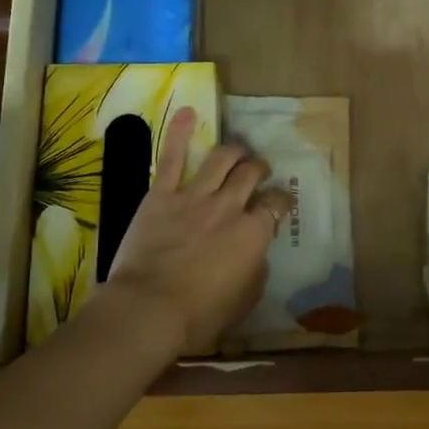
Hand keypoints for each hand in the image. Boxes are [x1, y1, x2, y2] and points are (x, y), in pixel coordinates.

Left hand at [103, 108, 293, 355]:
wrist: (147, 309)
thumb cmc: (198, 316)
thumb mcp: (244, 302)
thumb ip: (257, 271)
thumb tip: (258, 254)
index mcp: (252, 234)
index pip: (277, 206)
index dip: (281, 201)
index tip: (279, 203)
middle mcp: (229, 206)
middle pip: (251, 174)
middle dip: (259, 168)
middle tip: (259, 170)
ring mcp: (194, 196)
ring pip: (221, 159)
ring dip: (234, 151)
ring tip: (238, 151)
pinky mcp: (162, 195)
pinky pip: (172, 158)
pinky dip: (180, 132)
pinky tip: (188, 112)